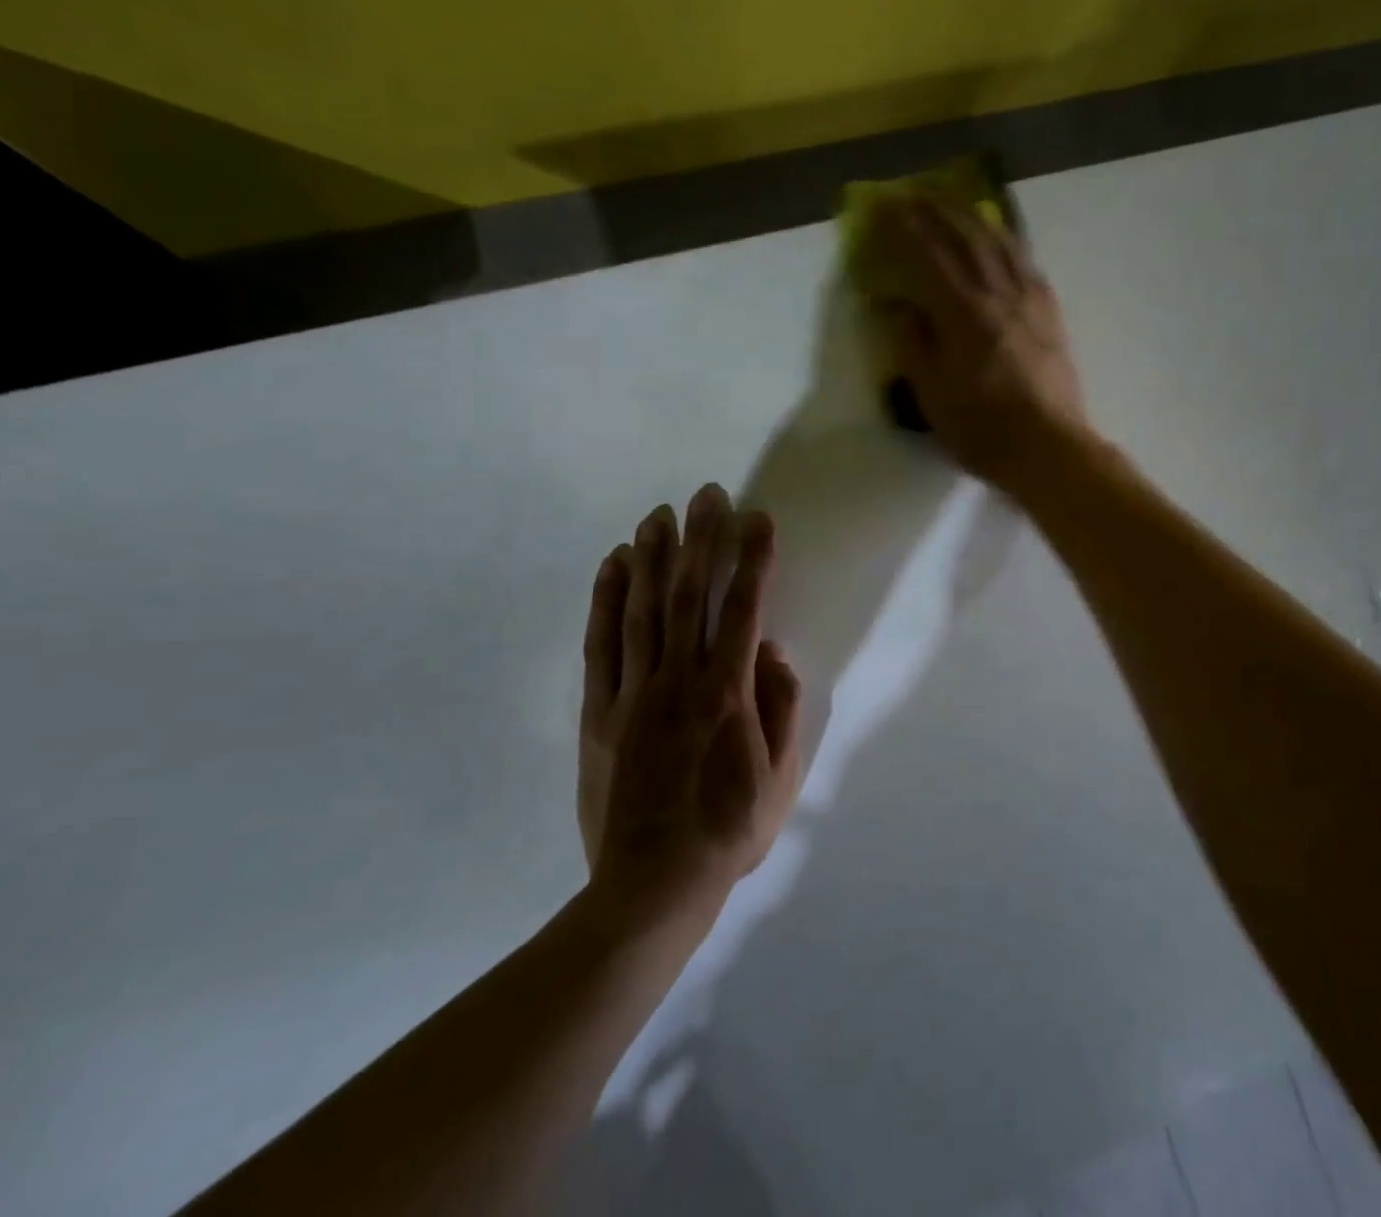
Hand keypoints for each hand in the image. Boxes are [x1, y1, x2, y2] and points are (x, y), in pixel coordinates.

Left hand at [578, 485, 801, 920]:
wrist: (651, 887)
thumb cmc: (728, 832)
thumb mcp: (781, 778)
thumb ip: (781, 708)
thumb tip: (773, 651)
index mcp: (728, 695)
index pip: (744, 610)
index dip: (753, 560)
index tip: (758, 519)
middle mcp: (680, 681)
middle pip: (689, 595)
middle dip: (700, 539)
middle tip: (705, 494)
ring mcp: (634, 693)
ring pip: (641, 609)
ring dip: (651, 557)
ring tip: (658, 515)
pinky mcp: (599, 711)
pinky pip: (601, 644)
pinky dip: (605, 600)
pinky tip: (612, 566)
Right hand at [873, 198, 1090, 492]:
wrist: (1049, 448)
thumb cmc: (982, 429)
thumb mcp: (932, 395)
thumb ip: (913, 346)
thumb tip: (901, 310)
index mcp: (962, 313)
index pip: (929, 256)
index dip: (906, 227)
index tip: (886, 205)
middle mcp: (997, 295)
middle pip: (968, 238)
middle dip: (939, 211)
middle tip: (917, 193)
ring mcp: (1030, 302)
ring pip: (1002, 244)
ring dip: (976, 218)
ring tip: (959, 206)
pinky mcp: (1051, 315)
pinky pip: (1027, 264)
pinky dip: (1009, 243)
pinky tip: (1003, 242)